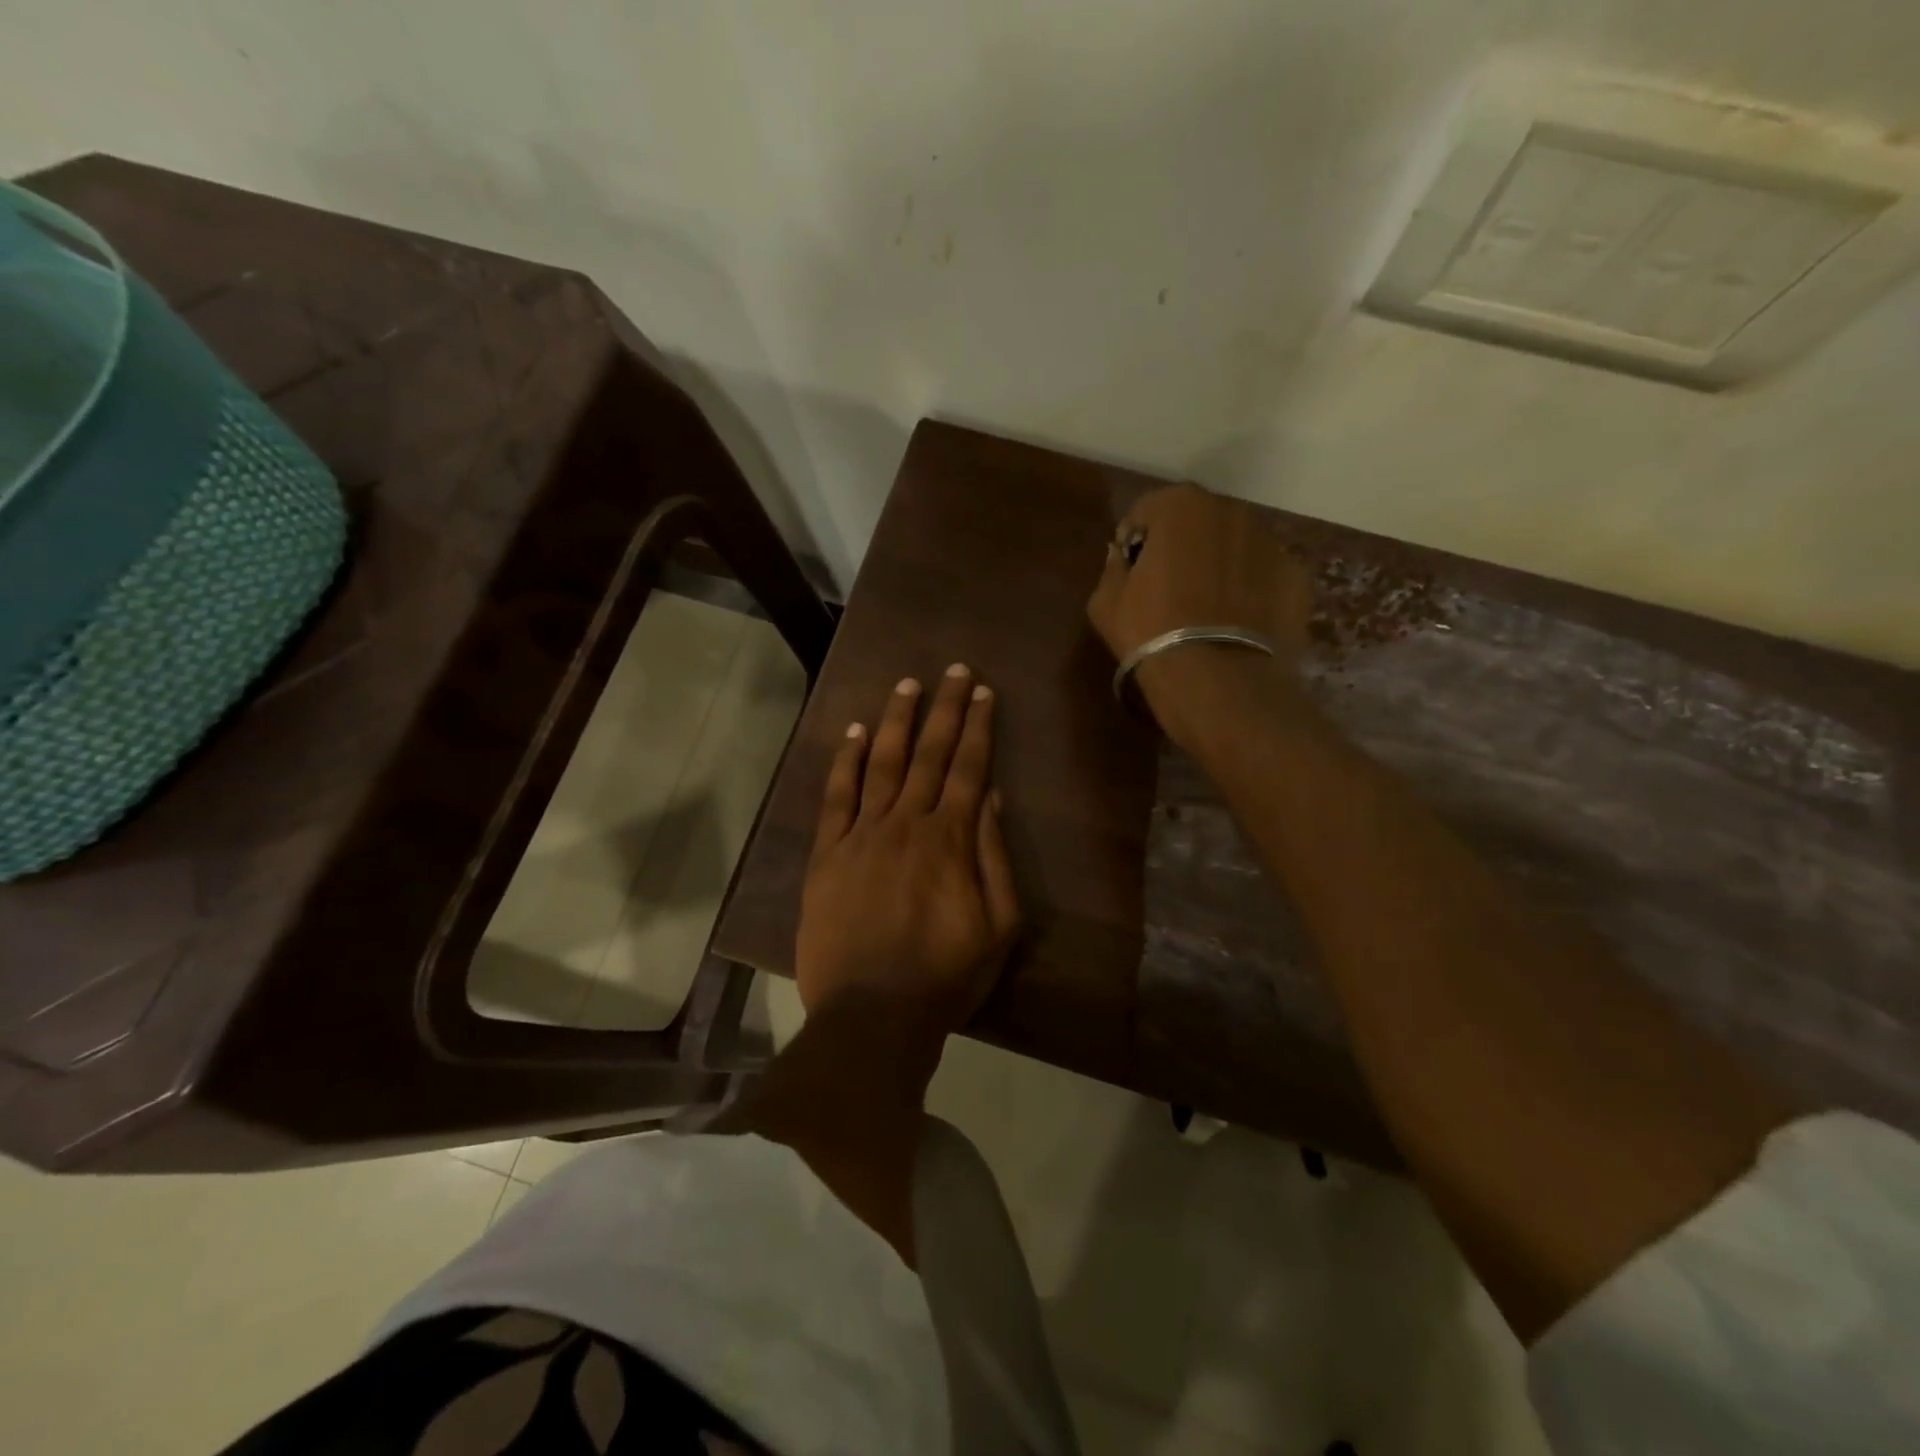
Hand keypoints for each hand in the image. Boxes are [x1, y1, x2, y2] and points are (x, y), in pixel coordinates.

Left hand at [795, 664, 1021, 1038]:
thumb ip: (994, 857)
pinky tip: (856, 733)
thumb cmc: (945, 977)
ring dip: (898, 721)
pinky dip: (847, 762)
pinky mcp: (827, 855)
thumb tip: (990, 797)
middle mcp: (906, 824)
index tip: (984, 692)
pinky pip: (837, 797)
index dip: (978, 727)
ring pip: (883, 764)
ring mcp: (862, 835)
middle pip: (929, 754)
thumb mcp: (999, 927)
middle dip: (945, 709)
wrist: (871, 1015)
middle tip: (955, 671)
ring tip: (908, 685)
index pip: (968, 768)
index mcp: (951, 840)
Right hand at [1087, 483, 1310, 740]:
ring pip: (1234, 547)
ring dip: (1219, 566)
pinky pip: (1263, 576)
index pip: (1147, 511)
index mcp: (1180, 506)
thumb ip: (1112, 568)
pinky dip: (1250, 590)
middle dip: (1183, 547)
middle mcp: (1230, 511)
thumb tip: (1122, 558)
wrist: (1217, 679)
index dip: (1134, 541)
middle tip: (1170, 590)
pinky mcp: (1296, 576)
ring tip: (1206, 610)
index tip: (1131, 573)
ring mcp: (1270, 541)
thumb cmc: (1151, 632)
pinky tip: (1236, 624)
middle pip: (1197, 523)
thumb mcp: (1105, 602)